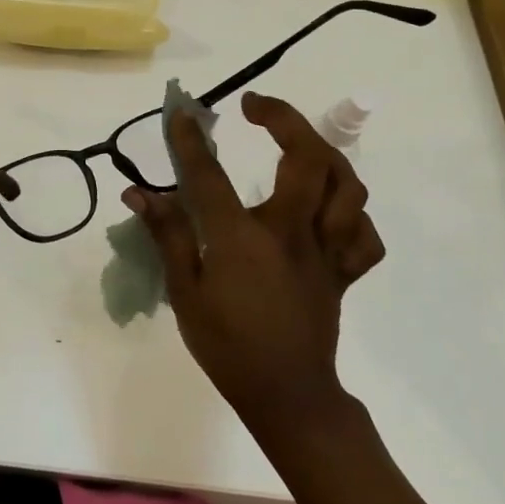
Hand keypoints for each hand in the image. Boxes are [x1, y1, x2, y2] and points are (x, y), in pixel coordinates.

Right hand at [122, 92, 385, 438]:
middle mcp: (292, 233)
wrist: (287, 396)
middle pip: (307, 158)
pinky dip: (351, 214)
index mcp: (244, 239)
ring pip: (348, 187)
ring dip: (324, 153)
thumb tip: (140, 193)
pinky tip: (329, 210)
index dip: (190, 140)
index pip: (211, 175)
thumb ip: (168, 237)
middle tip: (256, 107)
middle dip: (284, 118)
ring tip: (297, 144)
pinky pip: (364, 234)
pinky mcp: (344, 272)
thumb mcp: (185, 294)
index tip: (180, 113)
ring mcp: (326, 251)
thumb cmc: (228, 346)